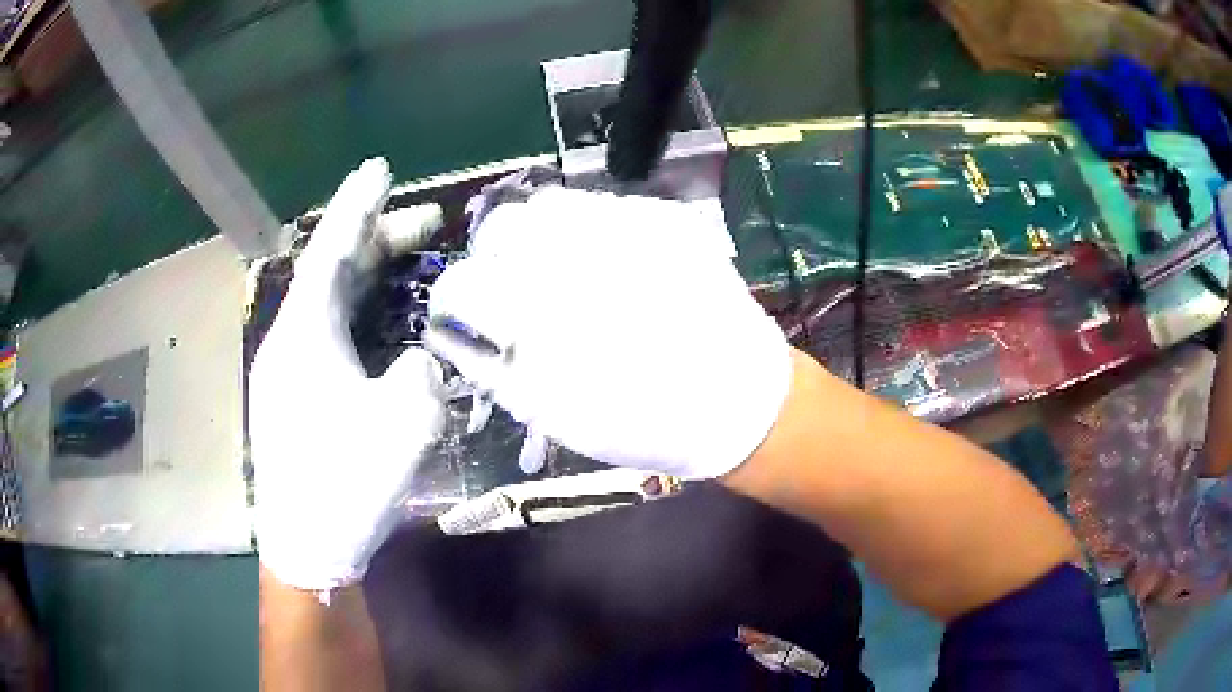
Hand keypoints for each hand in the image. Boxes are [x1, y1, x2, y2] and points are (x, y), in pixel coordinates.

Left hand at [251, 158, 446, 590]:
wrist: (306, 544)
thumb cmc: (346, 484)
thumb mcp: (403, 423)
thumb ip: (420, 372)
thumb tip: (416, 360)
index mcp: (305, 335)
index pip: (332, 251)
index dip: (357, 206)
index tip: (380, 168)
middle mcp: (290, 340)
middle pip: (333, 272)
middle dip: (379, 240)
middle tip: (429, 224)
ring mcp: (289, 369)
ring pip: (331, 303)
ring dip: (372, 278)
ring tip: (414, 263)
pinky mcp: (296, 394)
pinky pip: (330, 332)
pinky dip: (362, 313)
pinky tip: (388, 320)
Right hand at [426, 187, 789, 478]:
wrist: (739, 399)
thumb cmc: (644, 422)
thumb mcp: (555, 414)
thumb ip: (492, 367)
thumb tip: (451, 332)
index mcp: (546, 315)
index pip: (464, 282)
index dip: (454, 298)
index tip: (464, 312)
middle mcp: (581, 256)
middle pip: (501, 225)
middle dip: (493, 257)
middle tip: (512, 288)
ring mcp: (627, 226)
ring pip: (547, 204)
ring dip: (536, 235)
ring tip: (556, 271)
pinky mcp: (662, 218)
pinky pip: (599, 205)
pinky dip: (583, 229)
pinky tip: (602, 262)